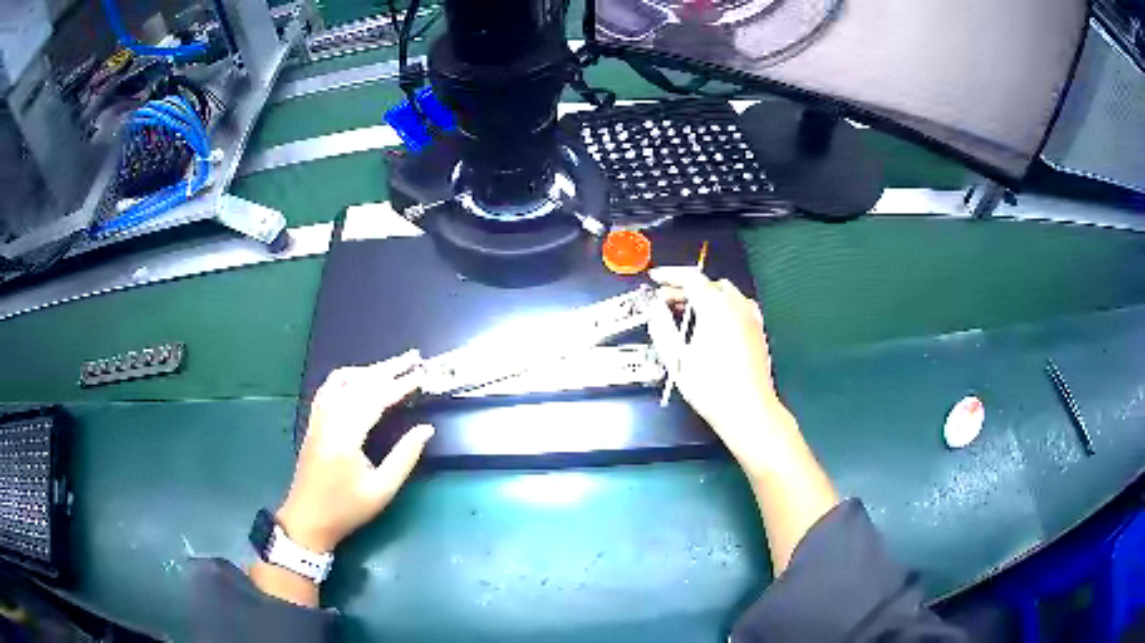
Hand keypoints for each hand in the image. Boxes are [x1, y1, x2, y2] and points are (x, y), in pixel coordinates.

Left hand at [277, 350, 434, 553]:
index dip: (400, 385)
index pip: (375, 399)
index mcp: (346, 436)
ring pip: (341, 380)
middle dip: (387, 368)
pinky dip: (348, 378)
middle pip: (358, 382)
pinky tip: (360, 380)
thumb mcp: (382, 489)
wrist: (308, 519)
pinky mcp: (313, 422)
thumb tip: (426, 429)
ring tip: (391, 367)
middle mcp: (329, 419)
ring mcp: (318, 418)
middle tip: (412, 357)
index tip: (421, 374)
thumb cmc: (347, 509)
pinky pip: (328, 388)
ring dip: (367, 370)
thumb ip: (404, 457)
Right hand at [647, 267, 797, 473]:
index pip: (691, 278)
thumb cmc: (711, 387)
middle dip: (685, 288)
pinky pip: (738, 306)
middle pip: (709, 284)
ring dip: (705, 296)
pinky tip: (712, 325)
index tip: (655, 277)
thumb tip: (655, 309)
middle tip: (665, 301)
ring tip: (687, 313)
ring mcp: (751, 317)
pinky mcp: (758, 330)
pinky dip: (721, 306)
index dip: (670, 274)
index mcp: (716, 307)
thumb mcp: (677, 359)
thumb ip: (662, 328)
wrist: (749, 411)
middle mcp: (737, 306)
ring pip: (725, 293)